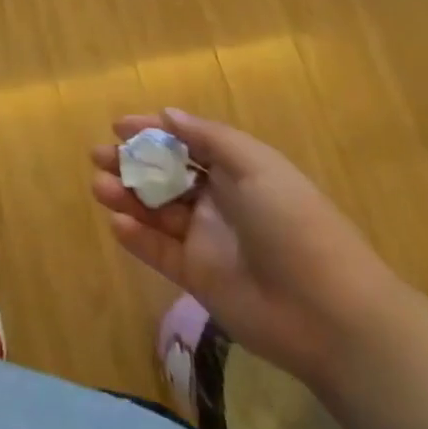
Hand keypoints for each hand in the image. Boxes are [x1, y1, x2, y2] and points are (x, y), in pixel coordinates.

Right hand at [91, 110, 402, 386]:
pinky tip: (117, 222)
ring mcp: (206, 240)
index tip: (118, 126)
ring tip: (100, 187)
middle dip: (131, 162)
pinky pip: (158, 251)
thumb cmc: (293, 223)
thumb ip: (209, 138)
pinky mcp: (196, 277)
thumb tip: (167, 114)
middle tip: (98, 156)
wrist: (329, 314)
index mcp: (237, 172)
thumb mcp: (256, 166)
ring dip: (127, 196)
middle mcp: (219, 201)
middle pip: (165, 175)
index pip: (186, 144)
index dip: (153, 132)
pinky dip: (136, 236)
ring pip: (156, 211)